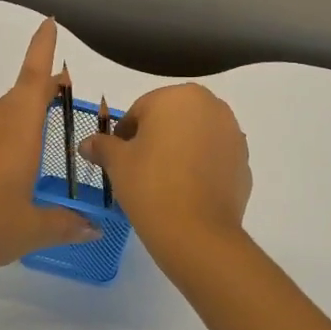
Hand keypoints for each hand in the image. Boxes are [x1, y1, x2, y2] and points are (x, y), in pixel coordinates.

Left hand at [0, 19, 99, 282]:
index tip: (47, 24)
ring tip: (21, 130)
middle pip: (13, 100)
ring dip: (4, 116)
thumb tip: (93, 229)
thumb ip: (66, 225)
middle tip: (56, 96)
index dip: (41, 52)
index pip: (33, 84)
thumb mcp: (34, 230)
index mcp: (17, 136)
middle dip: (36, 92)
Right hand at [80, 84, 250, 268]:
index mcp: (179, 97)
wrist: (196, 232)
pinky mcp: (244, 163)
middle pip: (171, 120)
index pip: (140, 110)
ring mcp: (233, 135)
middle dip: (154, 139)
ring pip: (195, 138)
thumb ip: (102, 146)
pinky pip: (213, 159)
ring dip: (179, 152)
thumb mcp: (117, 163)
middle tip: (138, 170)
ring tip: (162, 183)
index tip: (116, 159)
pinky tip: (185, 193)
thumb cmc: (150, 185)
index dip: (124, 135)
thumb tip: (87, 144)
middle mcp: (212, 107)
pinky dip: (199, 169)